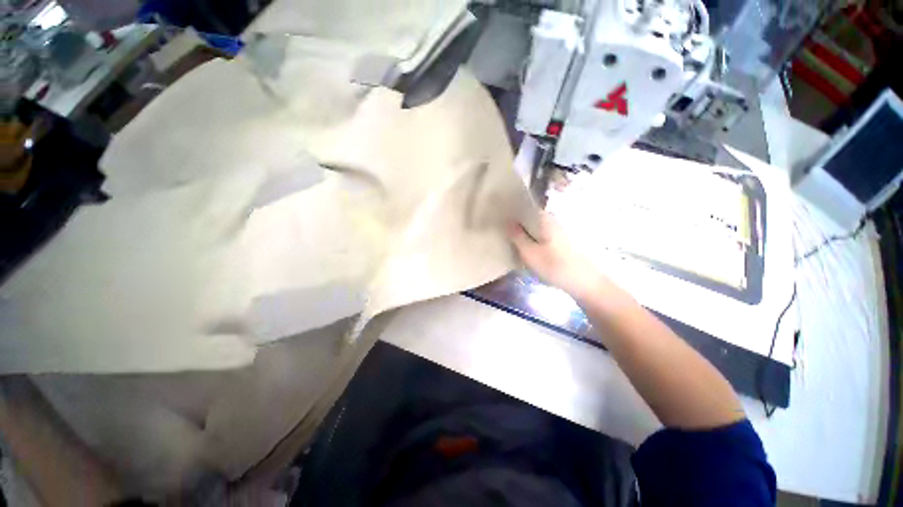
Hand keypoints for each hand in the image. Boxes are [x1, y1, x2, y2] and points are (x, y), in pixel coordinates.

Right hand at [507, 211, 603, 298]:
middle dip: (519, 225)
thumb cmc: (554, 266)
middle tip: (506, 236)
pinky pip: (544, 237)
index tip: (502, 223)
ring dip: (527, 234)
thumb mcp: (529, 252)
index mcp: (545, 219)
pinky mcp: (564, 242)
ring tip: (516, 245)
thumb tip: (507, 222)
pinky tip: (530, 251)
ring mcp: (561, 231)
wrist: (585, 283)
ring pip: (538, 229)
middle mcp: (554, 220)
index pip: (525, 209)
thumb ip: (516, 236)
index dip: (513, 214)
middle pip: (531, 219)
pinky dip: (535, 241)